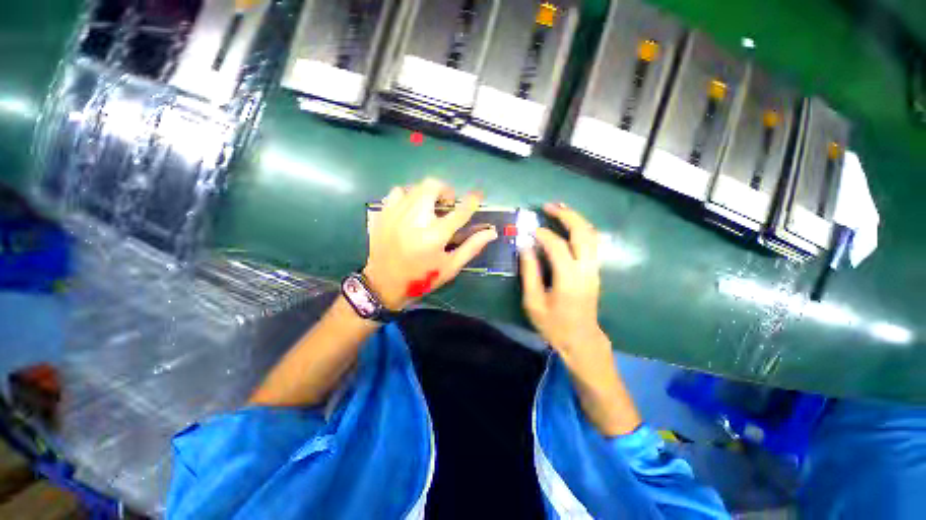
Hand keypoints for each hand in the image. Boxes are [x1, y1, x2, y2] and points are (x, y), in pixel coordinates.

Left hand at [364, 179, 497, 309]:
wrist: (384, 284)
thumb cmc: (421, 278)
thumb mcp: (450, 267)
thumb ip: (471, 248)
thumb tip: (491, 232)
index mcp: (435, 235)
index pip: (459, 211)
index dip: (472, 200)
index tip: (478, 195)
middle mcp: (415, 219)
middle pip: (433, 186)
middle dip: (445, 190)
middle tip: (447, 203)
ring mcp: (397, 214)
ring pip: (415, 186)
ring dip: (428, 193)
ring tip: (429, 207)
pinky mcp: (384, 214)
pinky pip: (397, 191)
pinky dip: (408, 195)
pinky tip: (410, 209)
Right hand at [520, 203, 607, 363]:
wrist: (581, 340)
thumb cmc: (554, 324)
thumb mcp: (534, 302)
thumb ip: (529, 272)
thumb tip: (525, 246)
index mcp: (569, 279)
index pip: (558, 247)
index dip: (543, 235)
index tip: (530, 229)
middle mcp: (586, 270)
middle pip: (583, 233)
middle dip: (567, 215)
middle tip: (549, 206)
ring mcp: (594, 269)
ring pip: (591, 235)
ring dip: (576, 218)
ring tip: (559, 208)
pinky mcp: (595, 270)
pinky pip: (591, 242)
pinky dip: (580, 228)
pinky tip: (568, 224)